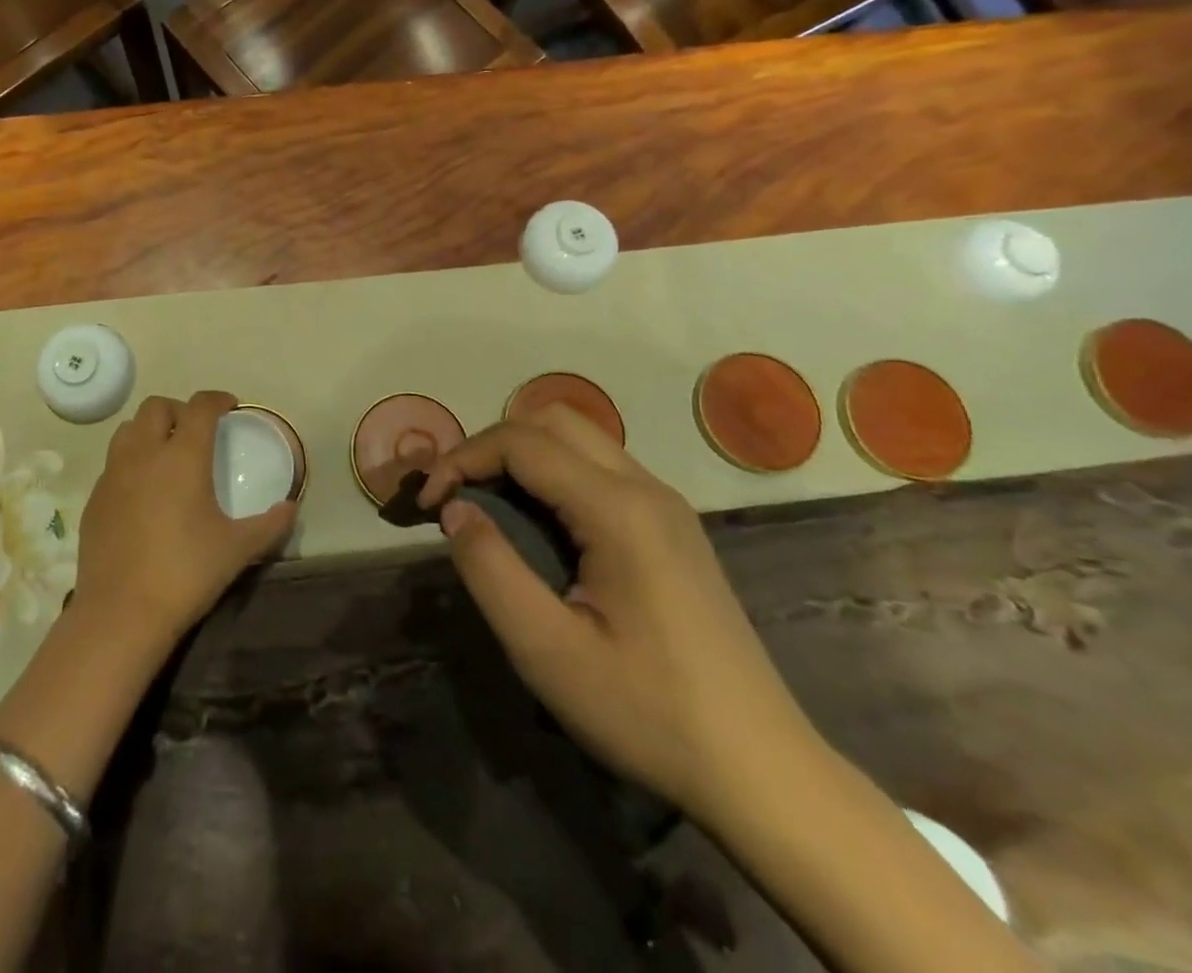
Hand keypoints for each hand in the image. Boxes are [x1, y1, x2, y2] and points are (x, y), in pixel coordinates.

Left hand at [74, 391, 297, 646]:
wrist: (121, 613)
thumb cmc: (186, 572)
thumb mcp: (237, 549)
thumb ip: (270, 525)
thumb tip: (291, 508)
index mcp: (183, 456)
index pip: (200, 406)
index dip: (217, 399)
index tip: (230, 407)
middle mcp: (144, 454)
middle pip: (156, 407)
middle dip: (179, 409)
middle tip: (196, 431)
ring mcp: (113, 475)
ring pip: (128, 429)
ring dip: (149, 430)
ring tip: (166, 454)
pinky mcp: (94, 499)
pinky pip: (113, 463)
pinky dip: (130, 462)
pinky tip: (142, 492)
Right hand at [419, 404, 822, 823]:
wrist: (762, 771)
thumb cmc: (648, 713)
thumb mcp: (547, 651)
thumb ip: (490, 569)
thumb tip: (454, 511)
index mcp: (618, 509)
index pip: (521, 442)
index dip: (462, 459)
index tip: (428, 504)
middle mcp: (646, 488)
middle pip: (552, 421)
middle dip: (492, 444)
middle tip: (458, 495)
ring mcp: (666, 505)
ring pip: (579, 439)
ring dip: (523, 455)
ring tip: (489, 506)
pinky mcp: (672, 526)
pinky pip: (600, 468)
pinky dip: (553, 474)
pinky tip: (540, 526)